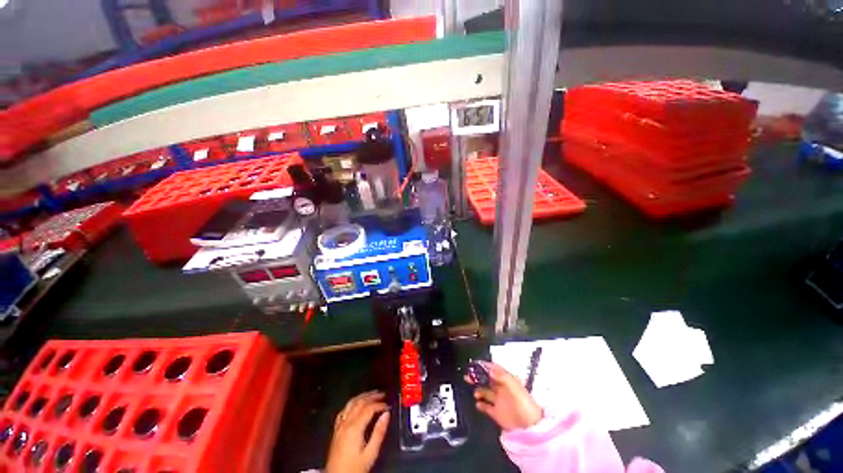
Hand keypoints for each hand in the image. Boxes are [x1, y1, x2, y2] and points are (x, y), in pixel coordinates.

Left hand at [325, 391, 390, 472]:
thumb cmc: (355, 468)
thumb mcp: (370, 454)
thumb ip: (379, 433)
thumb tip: (386, 415)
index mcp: (354, 428)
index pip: (368, 409)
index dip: (379, 404)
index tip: (388, 406)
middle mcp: (345, 423)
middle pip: (359, 403)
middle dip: (372, 396)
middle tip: (382, 394)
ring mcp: (339, 426)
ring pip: (351, 404)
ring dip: (362, 397)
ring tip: (372, 394)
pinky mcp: (336, 430)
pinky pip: (343, 411)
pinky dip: (352, 404)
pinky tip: (356, 404)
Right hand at [465, 361, 542, 431]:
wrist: (530, 428)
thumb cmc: (524, 404)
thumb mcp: (514, 387)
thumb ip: (502, 377)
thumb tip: (489, 369)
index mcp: (507, 381)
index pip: (494, 369)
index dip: (484, 366)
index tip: (474, 364)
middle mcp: (502, 389)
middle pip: (487, 379)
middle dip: (477, 376)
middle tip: (468, 375)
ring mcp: (499, 401)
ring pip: (485, 391)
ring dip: (478, 390)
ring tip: (475, 392)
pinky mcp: (497, 413)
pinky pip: (486, 406)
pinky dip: (480, 404)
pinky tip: (477, 403)